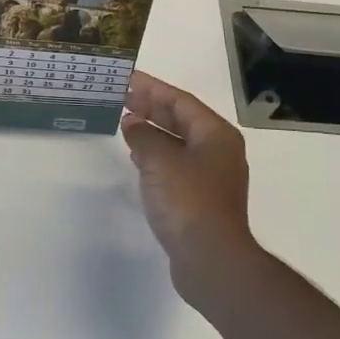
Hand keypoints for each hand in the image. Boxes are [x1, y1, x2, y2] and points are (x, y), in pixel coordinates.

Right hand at [120, 72, 256, 287]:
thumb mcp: (159, 160)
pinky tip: (137, 156)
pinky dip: (156, 155)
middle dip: (151, 107)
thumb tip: (132, 123)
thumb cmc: (188, 201)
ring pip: (178, 142)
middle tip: (121, 97)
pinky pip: (176, 164)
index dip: (152, 88)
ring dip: (152, 130)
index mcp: (216, 134)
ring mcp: (211, 176)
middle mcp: (218, 151)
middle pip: (181, 119)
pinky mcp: (201, 198)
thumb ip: (143, 136)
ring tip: (125, 121)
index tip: (127, 79)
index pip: (180, 100)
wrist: (211, 259)